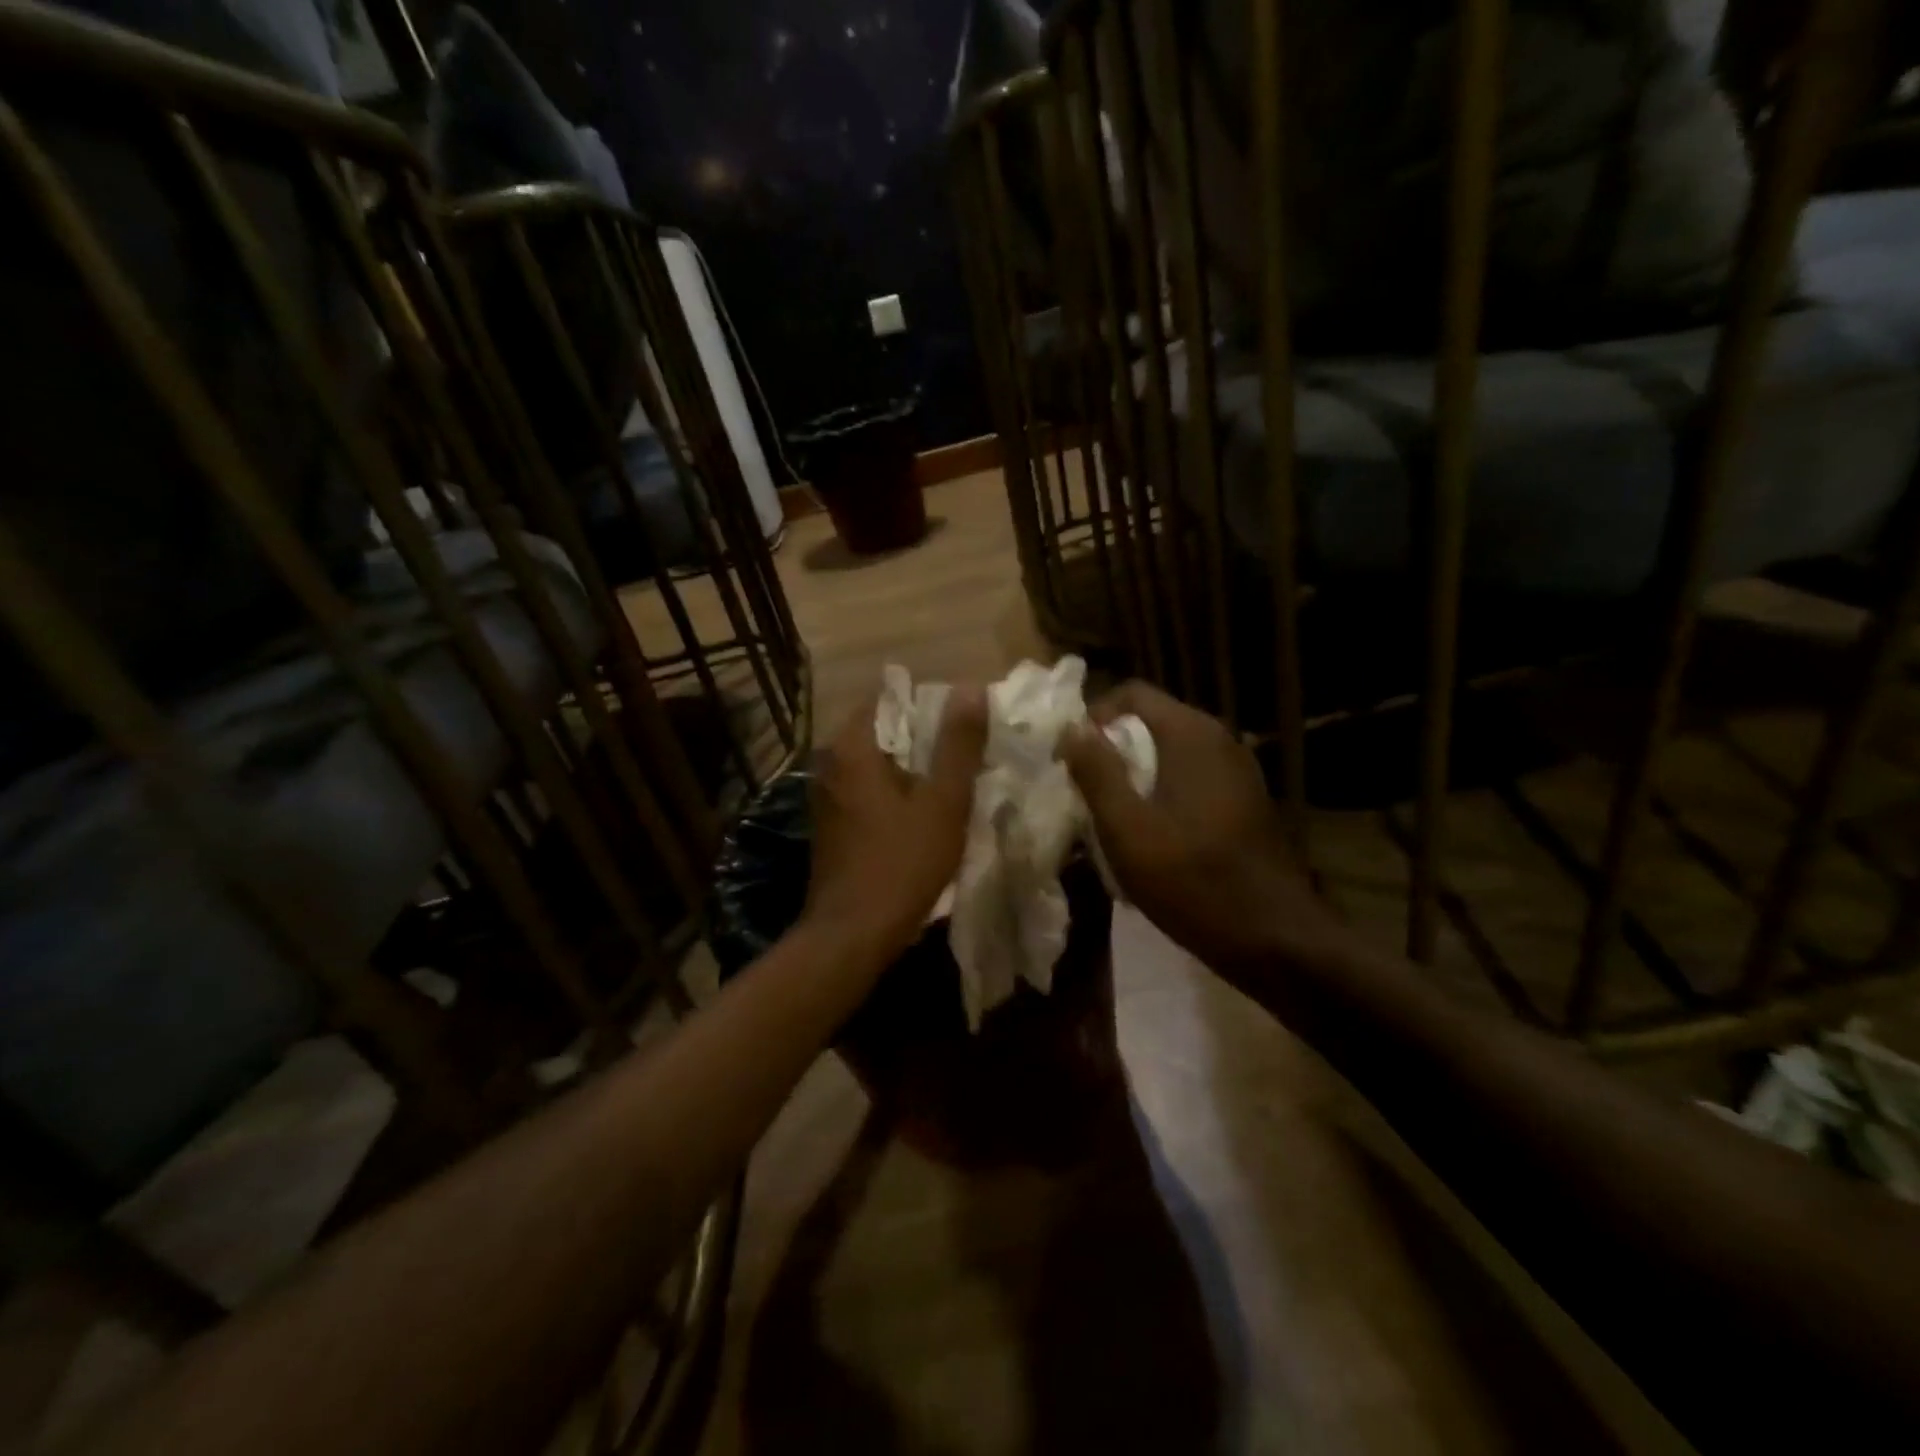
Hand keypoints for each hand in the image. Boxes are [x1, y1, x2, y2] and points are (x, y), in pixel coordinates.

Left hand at [803, 684, 988, 967]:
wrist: (853, 933)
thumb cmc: (902, 862)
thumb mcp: (943, 801)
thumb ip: (958, 744)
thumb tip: (971, 689)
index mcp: (851, 748)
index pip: (887, 698)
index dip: (927, 704)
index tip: (960, 722)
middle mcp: (829, 764)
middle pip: (881, 731)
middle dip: (922, 738)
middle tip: (964, 751)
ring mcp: (825, 796)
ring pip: (875, 764)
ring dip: (909, 768)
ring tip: (950, 780)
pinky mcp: (830, 825)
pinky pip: (866, 790)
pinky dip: (893, 792)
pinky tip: (922, 813)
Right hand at [1059, 681, 1337, 970]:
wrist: (1275, 939)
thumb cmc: (1193, 881)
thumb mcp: (1128, 830)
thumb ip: (1097, 774)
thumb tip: (1072, 729)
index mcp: (1191, 734)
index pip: (1131, 694)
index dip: (1092, 718)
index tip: (1070, 760)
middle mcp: (1219, 739)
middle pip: (1150, 721)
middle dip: (1111, 750)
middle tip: (1084, 792)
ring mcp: (1237, 769)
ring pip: (1169, 752)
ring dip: (1135, 774)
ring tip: (1111, 816)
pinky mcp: (1244, 798)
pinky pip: (1190, 776)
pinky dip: (1162, 791)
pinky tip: (1151, 835)